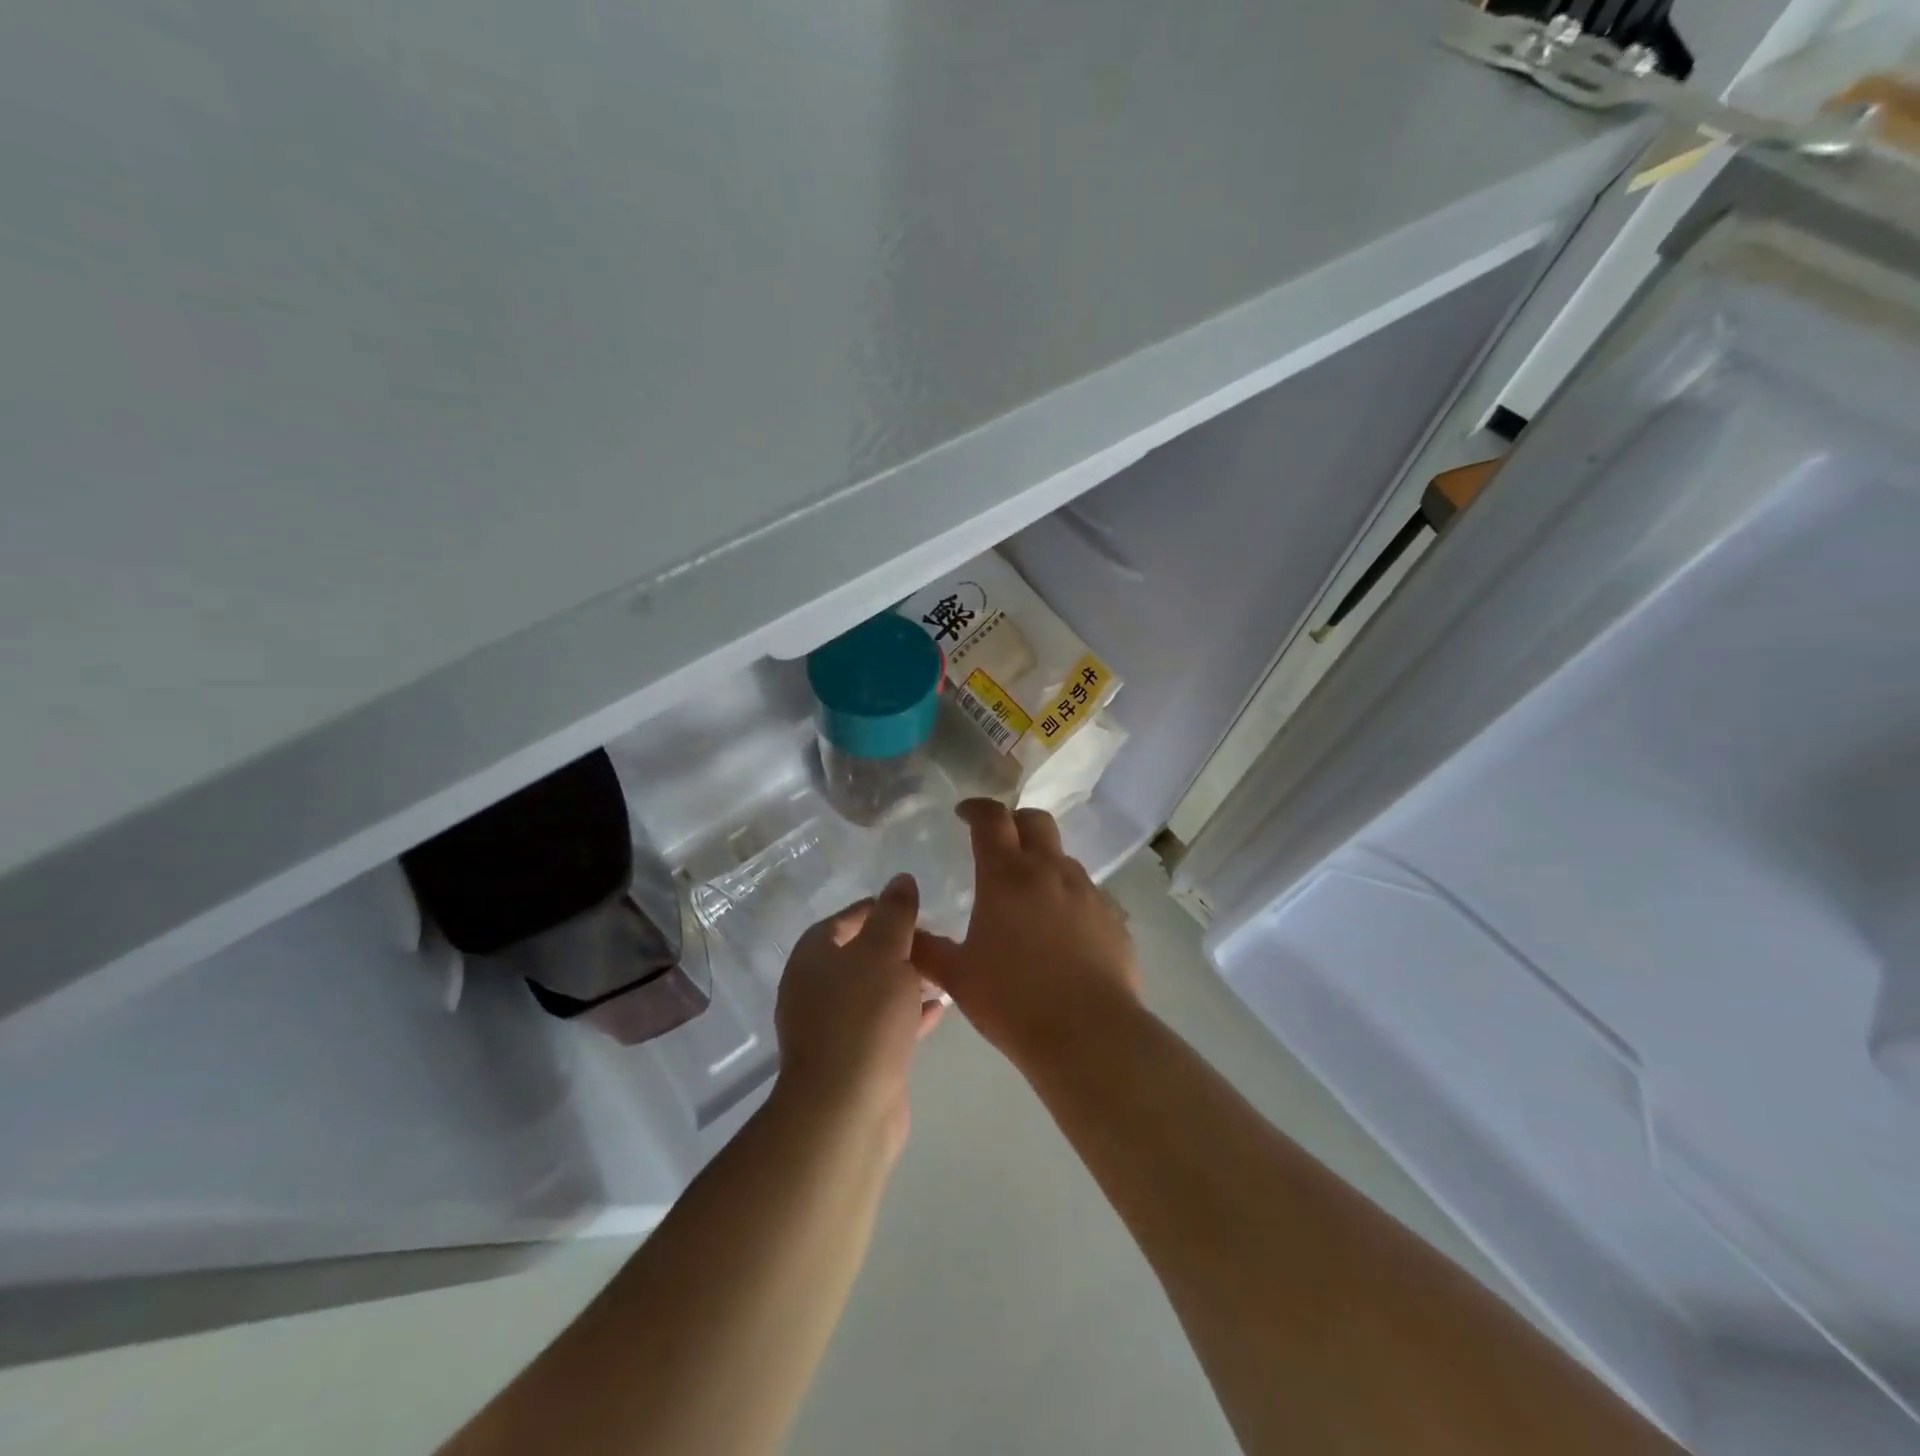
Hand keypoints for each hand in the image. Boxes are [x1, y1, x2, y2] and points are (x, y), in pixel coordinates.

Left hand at [773, 873, 943, 1154]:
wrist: (846, 1109)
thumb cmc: (863, 1017)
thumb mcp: (885, 952)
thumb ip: (895, 914)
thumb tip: (901, 879)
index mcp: (813, 957)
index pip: (845, 919)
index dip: (879, 909)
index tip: (915, 907)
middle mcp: (815, 989)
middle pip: (860, 955)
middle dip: (898, 946)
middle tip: (934, 939)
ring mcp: (832, 1027)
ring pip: (874, 991)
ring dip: (905, 980)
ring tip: (943, 970)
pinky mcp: (853, 1059)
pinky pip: (883, 1024)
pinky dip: (907, 1013)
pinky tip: (939, 1008)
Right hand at [912, 800, 1139, 1073]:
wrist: (1089, 1035)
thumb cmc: (1013, 1001)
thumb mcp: (957, 977)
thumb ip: (927, 949)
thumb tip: (906, 933)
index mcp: (1007, 876)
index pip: (991, 818)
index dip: (976, 808)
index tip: (963, 814)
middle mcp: (1050, 872)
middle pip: (1035, 820)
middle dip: (1014, 821)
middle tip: (998, 843)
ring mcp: (1088, 892)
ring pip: (1063, 857)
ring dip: (1042, 862)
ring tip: (1028, 896)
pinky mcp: (1114, 917)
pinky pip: (1087, 892)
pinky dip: (1068, 896)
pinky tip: (1060, 930)